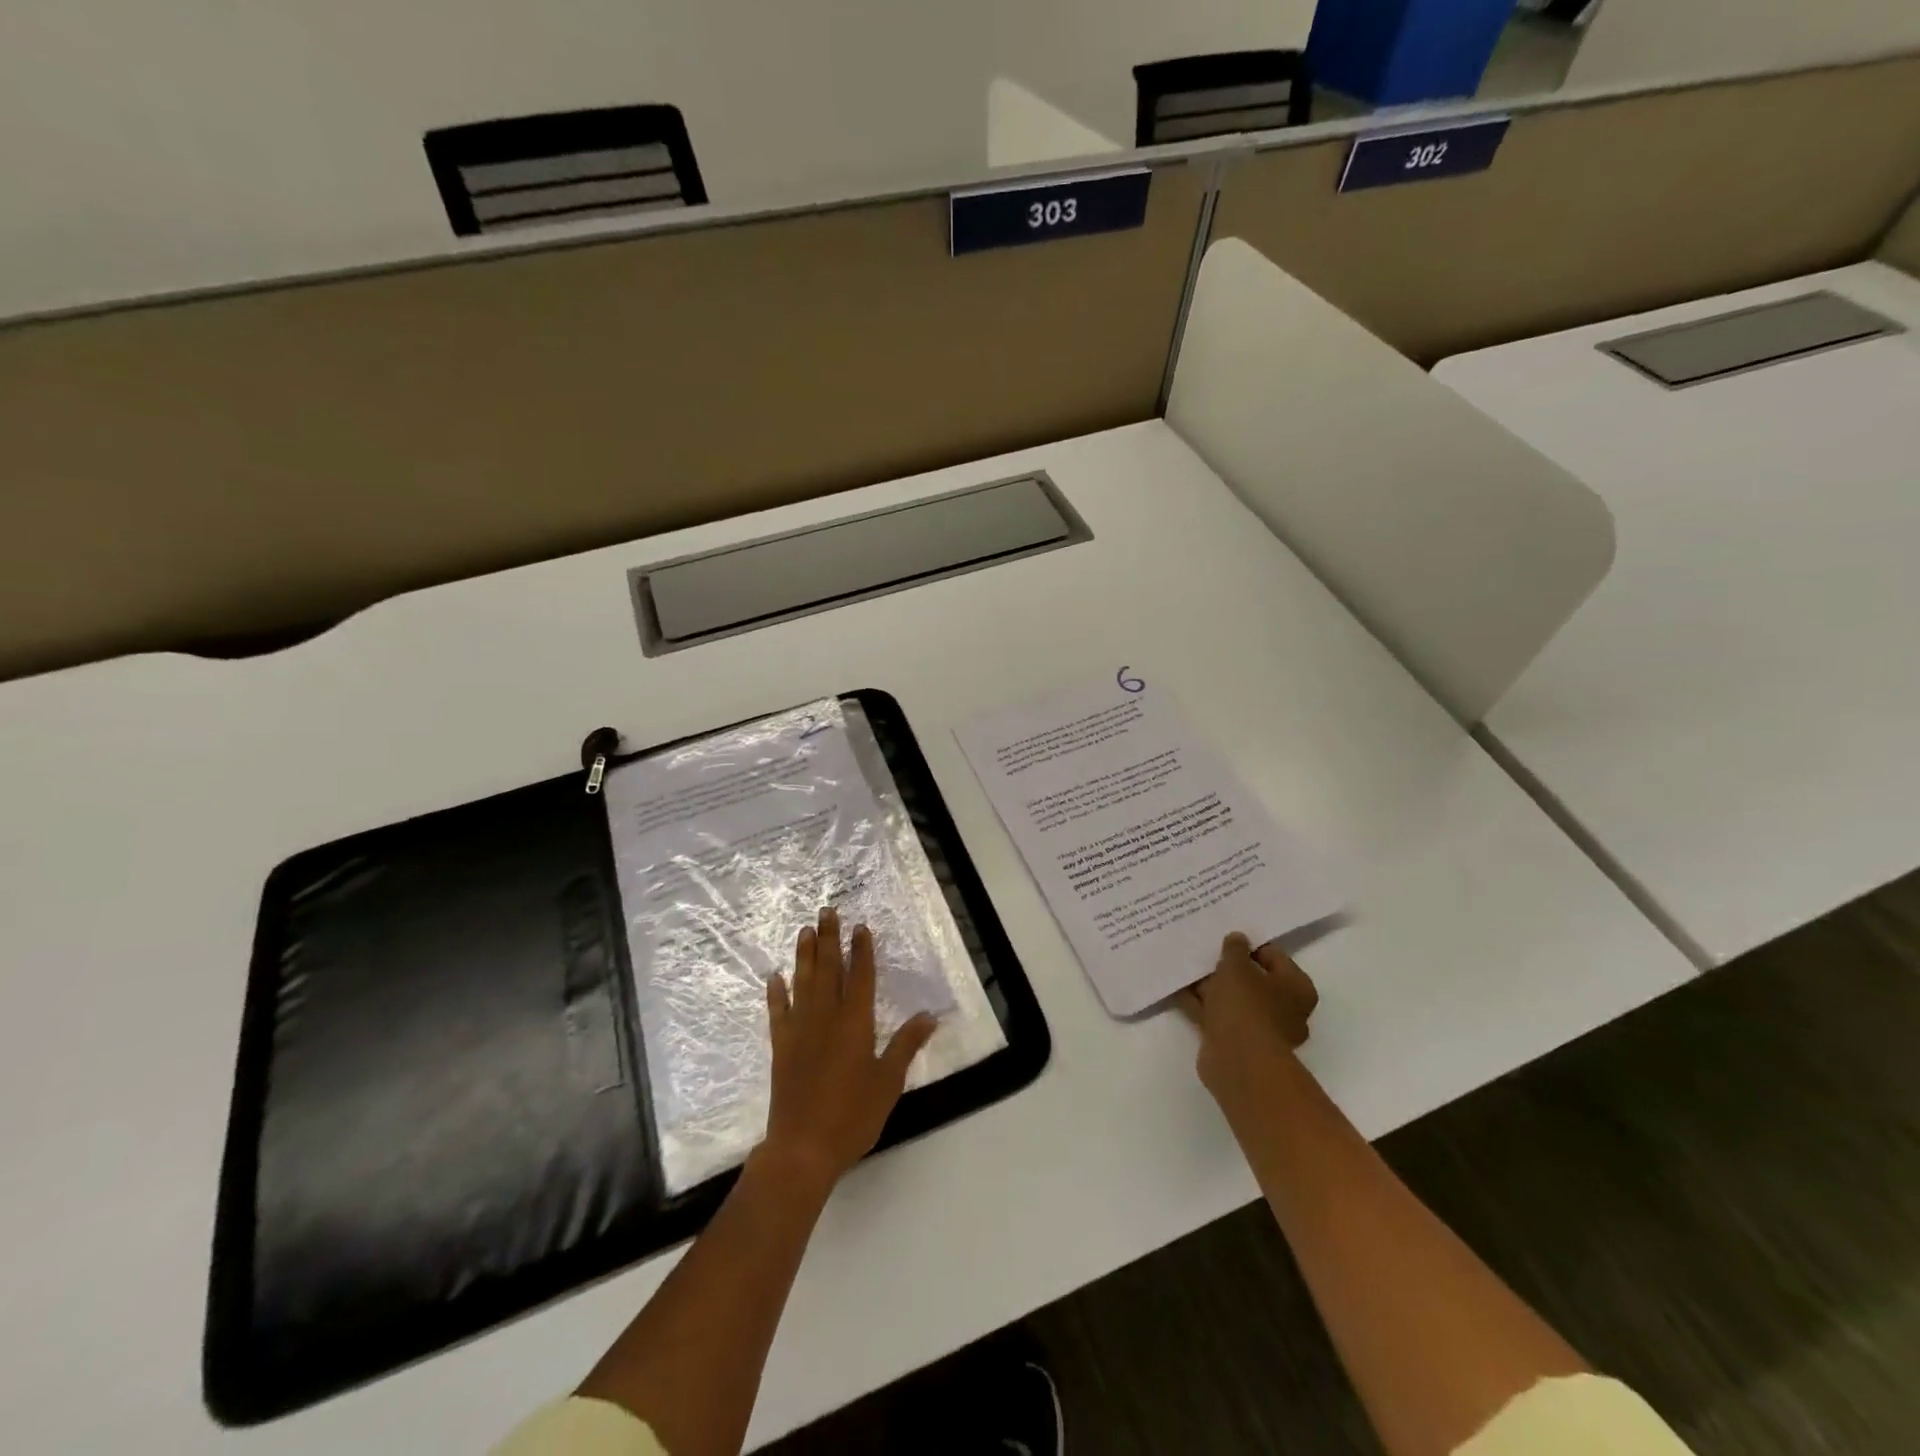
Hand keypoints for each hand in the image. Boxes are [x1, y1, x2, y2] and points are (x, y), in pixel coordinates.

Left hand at [760, 907, 938, 1193]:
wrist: (802, 1148)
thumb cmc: (852, 1115)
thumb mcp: (888, 1082)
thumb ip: (906, 1045)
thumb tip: (929, 1015)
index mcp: (855, 1022)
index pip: (860, 976)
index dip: (861, 951)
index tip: (859, 927)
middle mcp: (825, 1017)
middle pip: (828, 969)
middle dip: (828, 939)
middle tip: (826, 911)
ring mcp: (799, 1030)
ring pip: (802, 982)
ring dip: (804, 955)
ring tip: (804, 930)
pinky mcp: (780, 1047)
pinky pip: (777, 1012)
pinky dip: (776, 993)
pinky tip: (775, 977)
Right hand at [1179, 933, 1319, 1103]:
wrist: (1237, 1060)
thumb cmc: (1247, 1005)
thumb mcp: (1237, 966)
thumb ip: (1235, 949)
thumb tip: (1238, 938)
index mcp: (1297, 988)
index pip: (1274, 957)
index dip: (1249, 946)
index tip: (1225, 937)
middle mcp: (1284, 1009)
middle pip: (1253, 980)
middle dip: (1228, 968)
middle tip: (1204, 950)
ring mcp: (1260, 1028)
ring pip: (1233, 999)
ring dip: (1211, 986)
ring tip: (1186, 966)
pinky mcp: (1236, 1042)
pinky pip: (1217, 1015)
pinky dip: (1201, 1004)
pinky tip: (1178, 988)